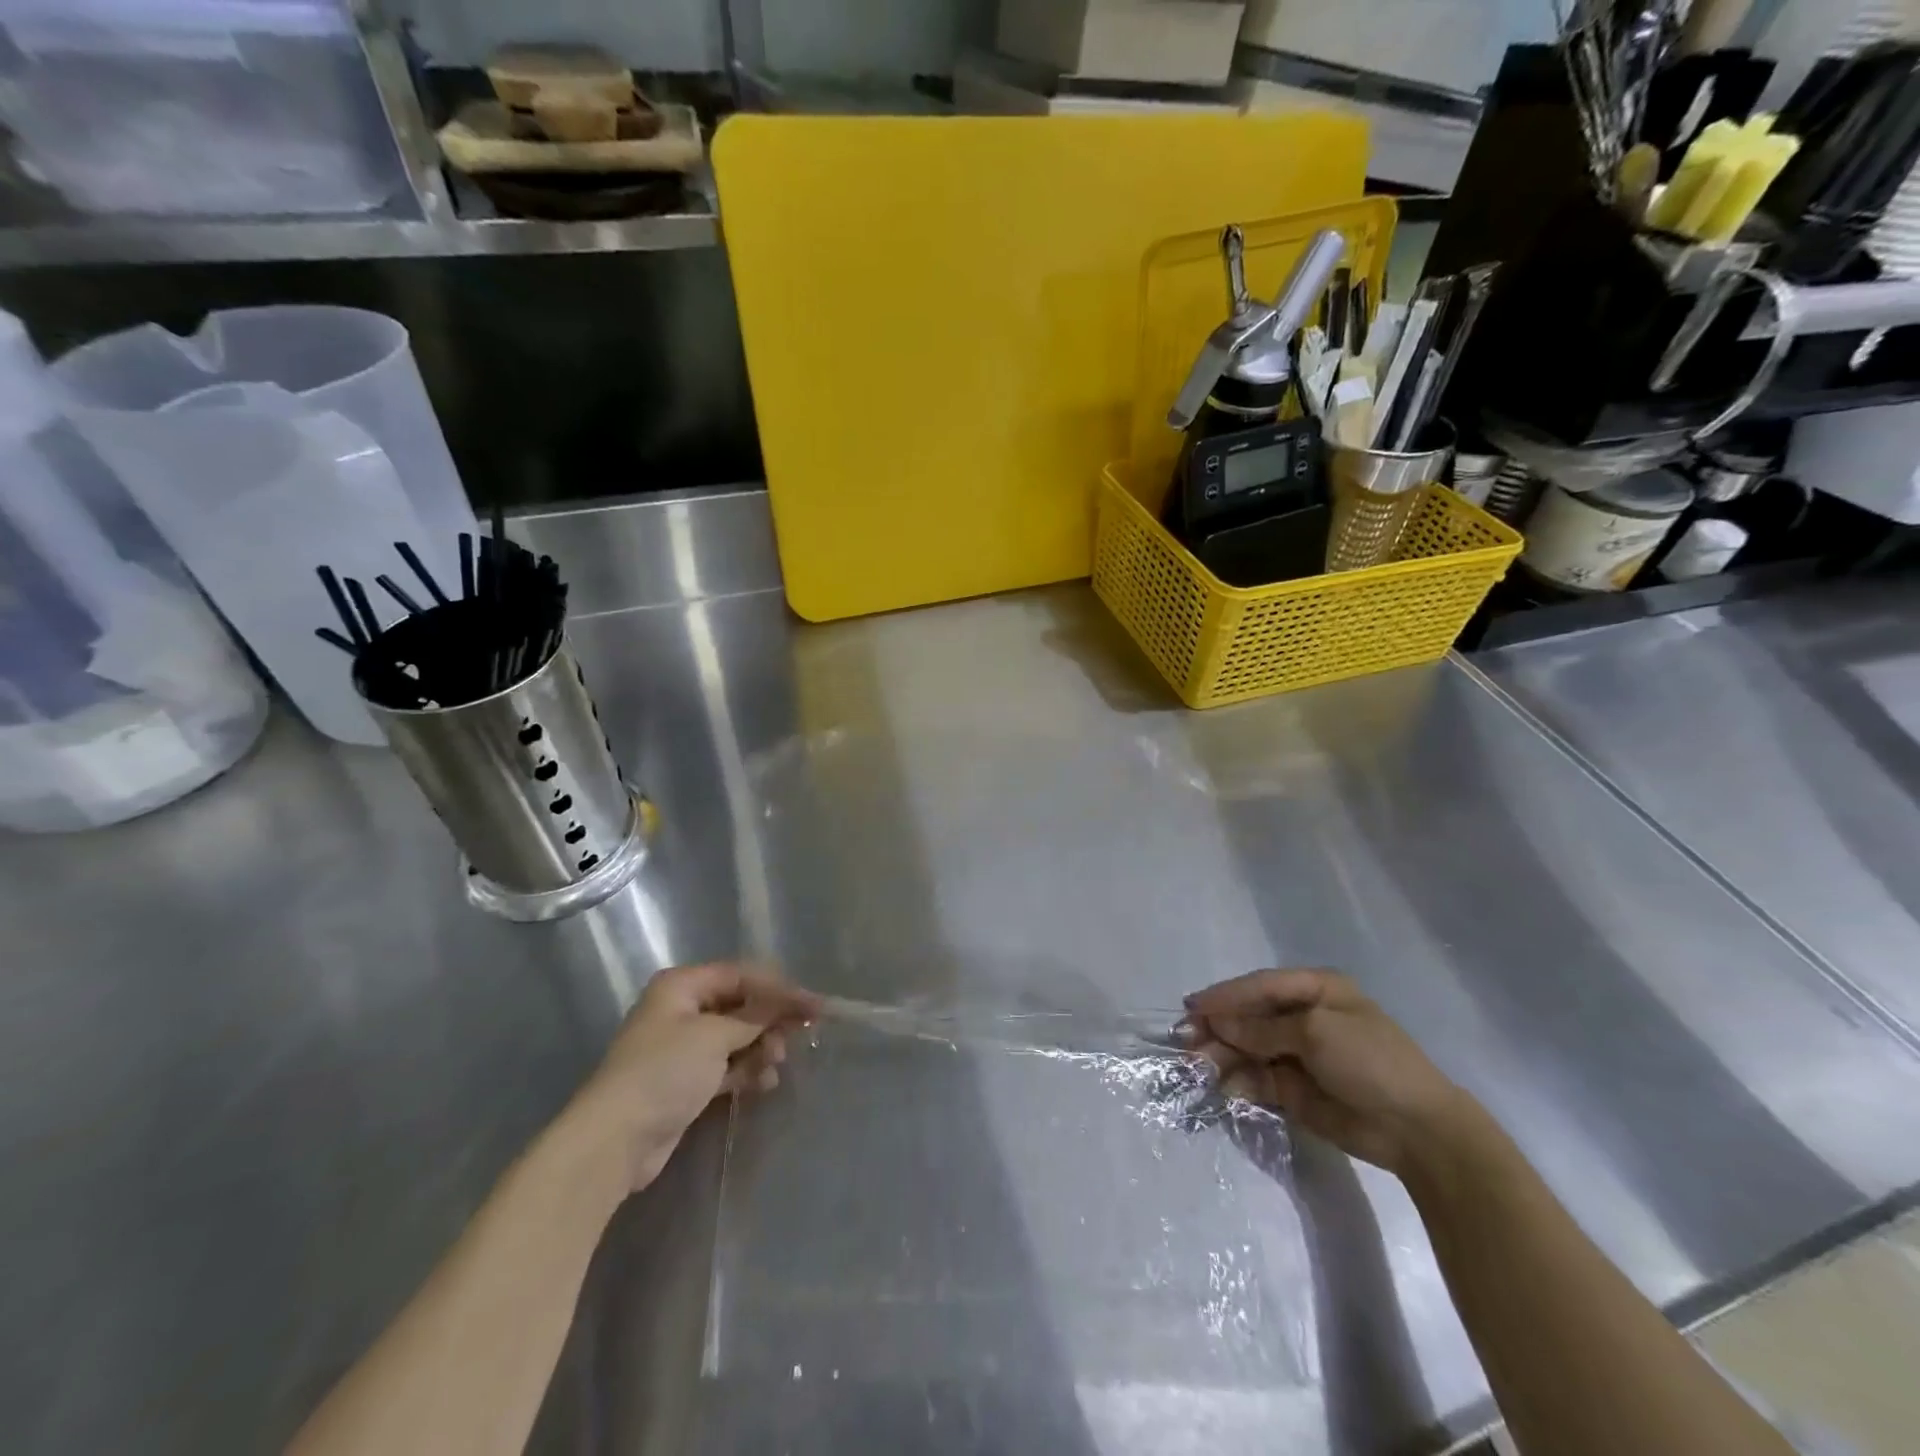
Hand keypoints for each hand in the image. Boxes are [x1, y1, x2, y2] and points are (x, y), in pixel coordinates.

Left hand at [572, 962, 820, 1192]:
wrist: (615, 1140)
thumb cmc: (664, 1071)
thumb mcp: (714, 1036)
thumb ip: (756, 1016)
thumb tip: (787, 1003)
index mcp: (682, 985)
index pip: (741, 975)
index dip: (779, 988)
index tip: (814, 1004)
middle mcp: (682, 1009)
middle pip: (740, 1005)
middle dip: (770, 1020)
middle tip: (799, 1034)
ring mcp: (683, 1047)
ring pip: (736, 1037)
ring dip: (761, 1048)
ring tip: (774, 1065)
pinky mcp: (686, 1081)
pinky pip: (727, 1065)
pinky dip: (747, 1070)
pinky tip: (764, 1082)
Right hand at [1184, 968, 1471, 1177]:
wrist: (1417, 1130)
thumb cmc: (1370, 1061)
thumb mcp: (1315, 1033)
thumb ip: (1262, 1028)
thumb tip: (1216, 1022)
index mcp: (1316, 990)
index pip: (1259, 986)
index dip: (1224, 995)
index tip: (1191, 1006)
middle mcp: (1304, 1017)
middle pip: (1250, 1017)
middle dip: (1218, 1028)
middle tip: (1186, 1042)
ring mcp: (1299, 1054)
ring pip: (1248, 1049)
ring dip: (1223, 1056)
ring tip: (1199, 1067)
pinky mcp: (1295, 1089)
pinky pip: (1258, 1079)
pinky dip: (1240, 1082)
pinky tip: (1227, 1088)